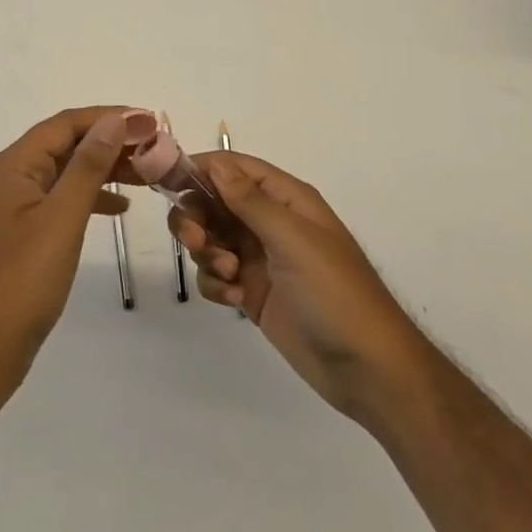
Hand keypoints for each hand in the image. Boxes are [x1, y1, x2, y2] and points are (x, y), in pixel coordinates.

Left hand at [0, 108, 139, 410]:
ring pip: (68, 171)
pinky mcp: (26, 233)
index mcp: (16, 164)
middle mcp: (14, 176)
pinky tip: (120, 208)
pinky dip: (93, 197)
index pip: (67, 123)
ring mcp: (18, 206)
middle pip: (68, 143)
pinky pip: (64, 200)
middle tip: (157, 149)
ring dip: (106, 168)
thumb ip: (89, 166)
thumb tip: (115, 120)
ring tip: (148, 174)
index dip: (110, 117)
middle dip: (111, 142)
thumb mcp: (62, 218)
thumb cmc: (21, 281)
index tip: (151, 122)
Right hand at [170, 153, 424, 422]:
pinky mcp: (253, 292)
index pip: (233, 167)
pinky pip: (216, 275)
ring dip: (208, 254)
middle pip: (214, 202)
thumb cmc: (334, 292)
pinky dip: (216, 284)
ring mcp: (260, 257)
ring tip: (229, 277)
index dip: (200, 169)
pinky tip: (235, 301)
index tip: (164, 181)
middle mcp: (270, 221)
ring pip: (210, 238)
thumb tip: (216, 163)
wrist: (367, 368)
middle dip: (197, 218)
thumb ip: (250, 200)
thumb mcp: (292, 239)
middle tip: (196, 242)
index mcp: (285, 198)